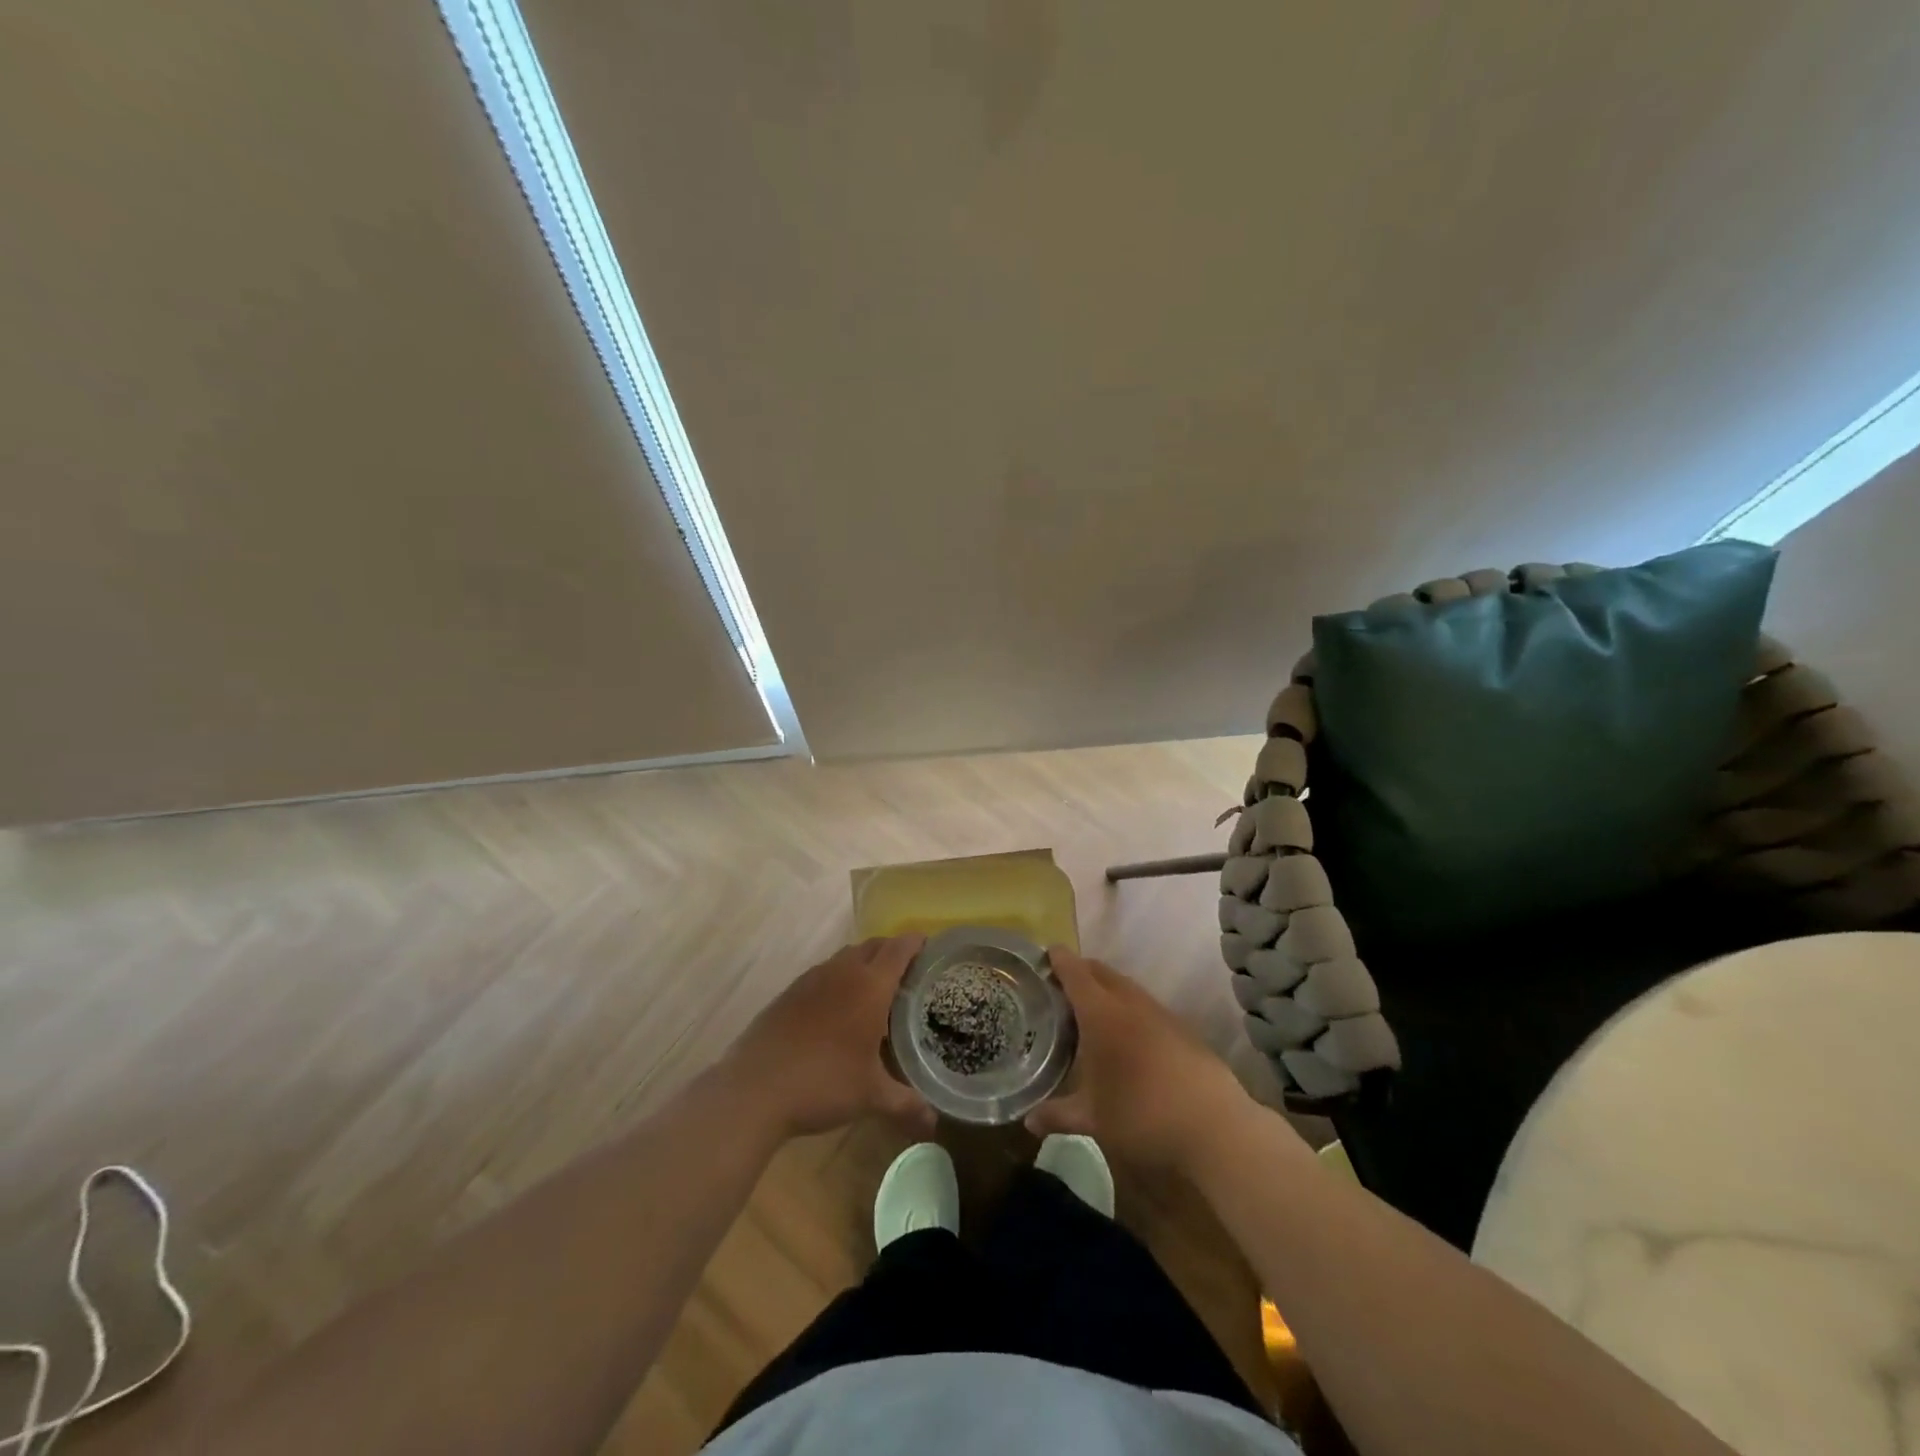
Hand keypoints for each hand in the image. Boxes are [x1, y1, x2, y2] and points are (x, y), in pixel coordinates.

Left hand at [721, 936, 933, 1139]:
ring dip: (864, 962)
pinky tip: (837, 1008)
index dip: (916, 943)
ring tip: (874, 989)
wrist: (755, 1088)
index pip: (899, 949)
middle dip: (892, 951)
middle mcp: (842, 972)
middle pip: (873, 946)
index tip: (929, 946)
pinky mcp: (789, 993)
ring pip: (846, 957)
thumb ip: (906, 1105)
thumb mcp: (871, 1096)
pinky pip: (824, 973)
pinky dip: (838, 978)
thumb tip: (934, 1124)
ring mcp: (811, 979)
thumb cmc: (823, 1083)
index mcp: (870, 986)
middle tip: (908, 972)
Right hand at [1026, 946, 1249, 1172]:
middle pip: (1102, 973)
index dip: (1060, 960)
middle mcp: (1130, 1004)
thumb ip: (1058, 1115)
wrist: (1214, 1127)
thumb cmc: (1141, 1116)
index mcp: (1101, 1015)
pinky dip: (1130, 1008)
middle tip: (1063, 982)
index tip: (1047, 952)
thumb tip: (1029, 1121)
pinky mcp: (1183, 1030)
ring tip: (1093, 1007)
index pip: (1075, 974)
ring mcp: (1161, 1014)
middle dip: (1082, 970)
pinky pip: (1147, 1006)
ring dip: (1107, 988)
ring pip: (1127, 987)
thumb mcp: (1093, 1119)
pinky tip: (1129, 1034)